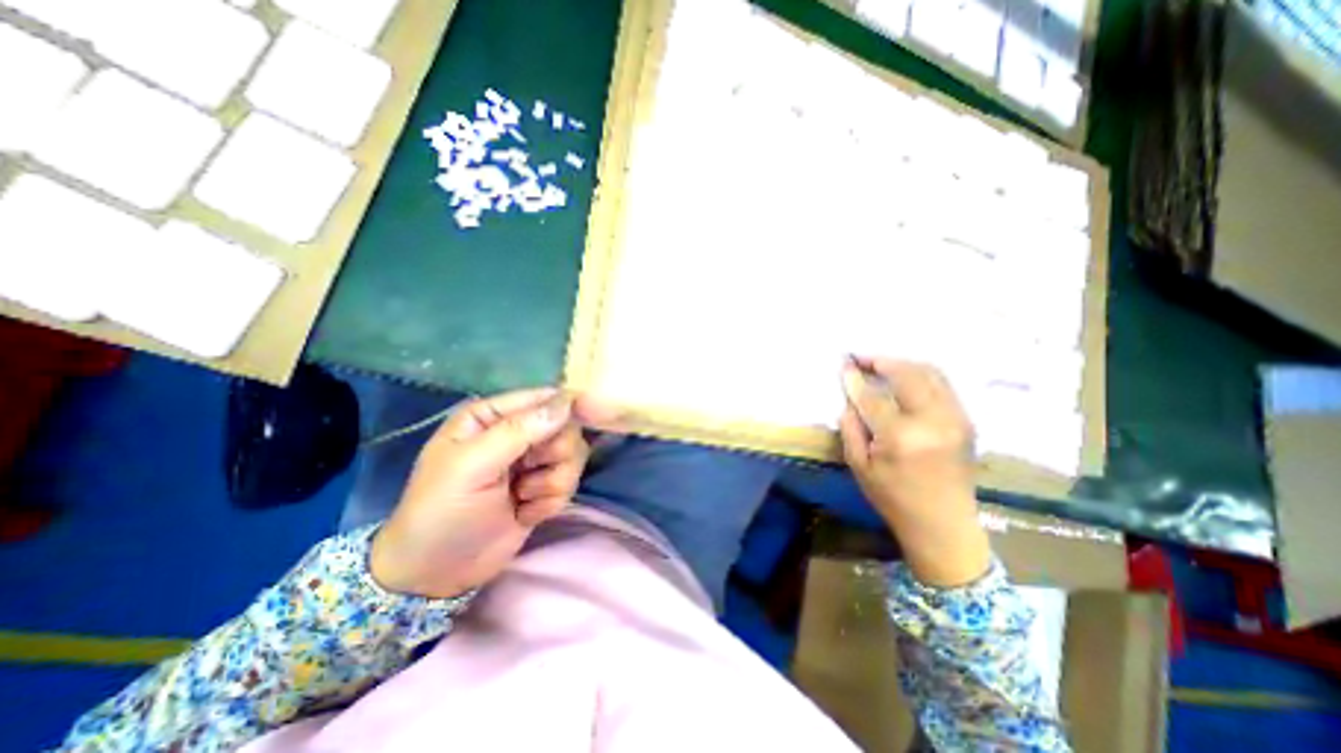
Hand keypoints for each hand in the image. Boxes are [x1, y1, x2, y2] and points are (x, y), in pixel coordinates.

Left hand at [368, 389, 594, 599]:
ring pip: (574, 454)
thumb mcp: (471, 467)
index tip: (563, 437)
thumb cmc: (442, 512)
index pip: (543, 398)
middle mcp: (517, 431)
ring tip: (522, 498)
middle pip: (567, 427)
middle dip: (553, 455)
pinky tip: (525, 513)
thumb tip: (567, 401)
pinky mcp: (545, 485)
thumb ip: (518, 431)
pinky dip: (552, 501)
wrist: (438, 574)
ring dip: (553, 482)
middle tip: (527, 476)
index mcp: (492, 415)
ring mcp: (534, 459)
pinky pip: (571, 480)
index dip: (562, 412)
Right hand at [840, 360, 987, 587]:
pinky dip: (921, 374)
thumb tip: (850, 397)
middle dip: (881, 360)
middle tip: (861, 358)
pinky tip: (904, 378)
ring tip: (881, 365)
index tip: (843, 364)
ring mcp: (956, 418)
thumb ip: (851, 427)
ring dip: (903, 363)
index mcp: (901, 437)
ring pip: (930, 373)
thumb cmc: (893, 498)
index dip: (855, 377)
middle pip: (907, 374)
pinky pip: (943, 384)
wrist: (944, 524)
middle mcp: (933, 421)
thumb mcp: (859, 466)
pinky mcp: (966, 420)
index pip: (873, 396)